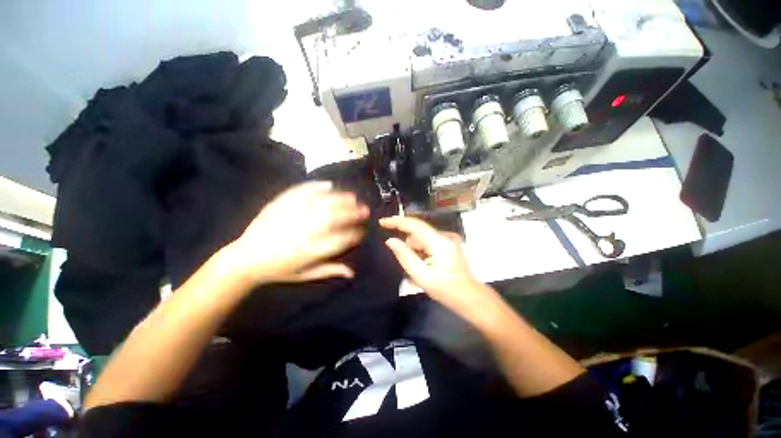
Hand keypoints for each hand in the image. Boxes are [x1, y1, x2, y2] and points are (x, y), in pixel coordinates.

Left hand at [228, 181, 368, 283]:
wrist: (245, 259)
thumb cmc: (278, 270)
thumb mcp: (305, 275)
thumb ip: (330, 270)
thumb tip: (352, 272)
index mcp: (310, 251)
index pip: (340, 240)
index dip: (355, 235)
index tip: (362, 232)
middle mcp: (303, 232)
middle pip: (334, 217)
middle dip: (353, 212)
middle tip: (364, 209)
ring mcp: (291, 216)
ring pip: (321, 203)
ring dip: (340, 198)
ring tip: (352, 197)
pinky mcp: (280, 205)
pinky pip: (300, 192)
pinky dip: (316, 187)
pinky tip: (328, 185)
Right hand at [380, 216, 490, 316]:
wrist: (471, 298)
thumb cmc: (447, 290)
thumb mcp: (421, 276)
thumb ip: (404, 256)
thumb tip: (390, 241)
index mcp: (439, 242)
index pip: (414, 225)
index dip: (396, 221)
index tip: (381, 222)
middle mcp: (444, 236)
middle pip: (417, 232)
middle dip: (408, 245)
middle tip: (410, 265)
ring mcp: (448, 239)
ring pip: (422, 238)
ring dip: (416, 250)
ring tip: (420, 269)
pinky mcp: (449, 244)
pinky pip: (429, 242)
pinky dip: (423, 251)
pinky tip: (426, 265)